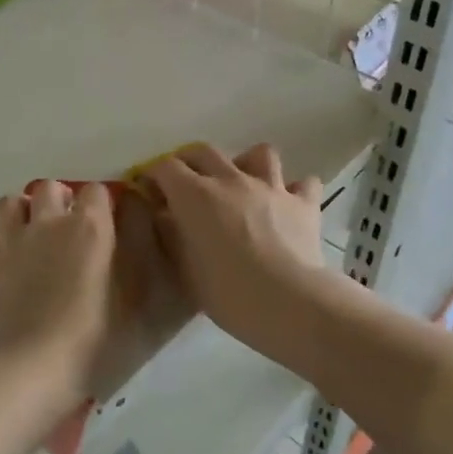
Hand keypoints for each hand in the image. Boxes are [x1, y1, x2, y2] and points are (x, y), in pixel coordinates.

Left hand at [0, 179, 115, 401]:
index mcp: (90, 227)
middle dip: (58, 200)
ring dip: (22, 213)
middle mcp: (49, 222)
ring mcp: (12, 241)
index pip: (97, 190)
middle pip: (49, 187)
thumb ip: (130, 258)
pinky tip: (5, 261)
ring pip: (10, 202)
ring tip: (30, 235)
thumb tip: (126, 233)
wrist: (32, 365)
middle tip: (65, 228)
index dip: (100, 204)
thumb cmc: (92, 337)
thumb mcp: (130, 299)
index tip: (104, 224)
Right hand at [140, 143, 325, 345]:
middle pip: (205, 151)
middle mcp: (231, 180)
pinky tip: (287, 204)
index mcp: (195, 195)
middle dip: (189, 161)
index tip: (148, 190)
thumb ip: (171, 236)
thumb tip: (165, 216)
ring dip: (247, 164)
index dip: (153, 175)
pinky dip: (293, 189)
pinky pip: (303, 183)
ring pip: (259, 153)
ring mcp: (271, 187)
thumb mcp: (184, 268)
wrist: (286, 302)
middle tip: (185, 183)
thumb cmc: (226, 292)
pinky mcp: (303, 203)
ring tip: (243, 184)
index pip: (165, 167)